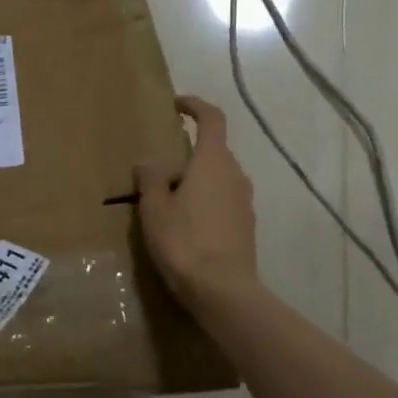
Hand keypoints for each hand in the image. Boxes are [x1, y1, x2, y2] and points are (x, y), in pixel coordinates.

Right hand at [135, 96, 262, 311]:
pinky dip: (203, 205)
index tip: (176, 105)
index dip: (194, 106)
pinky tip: (184, 229)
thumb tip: (150, 161)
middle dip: (184, 159)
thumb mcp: (154, 207)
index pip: (211, 118)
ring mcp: (245, 201)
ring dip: (193, 184)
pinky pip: (221, 202)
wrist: (224, 292)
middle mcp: (236, 174)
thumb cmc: (184, 242)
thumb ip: (151, 177)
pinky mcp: (246, 226)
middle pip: (210, 153)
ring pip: (216, 180)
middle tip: (155, 179)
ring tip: (166, 207)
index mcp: (214, 161)